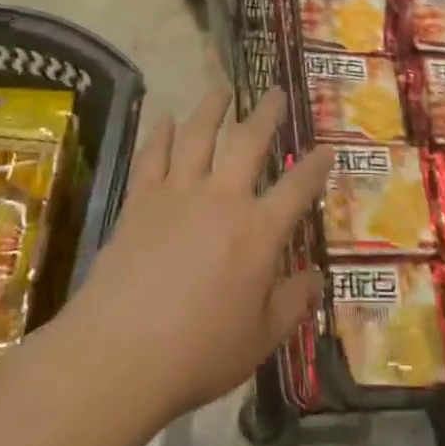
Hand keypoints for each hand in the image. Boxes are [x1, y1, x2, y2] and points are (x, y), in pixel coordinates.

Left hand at [53, 87, 329, 427]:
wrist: (117, 356)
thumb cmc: (197, 354)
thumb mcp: (260, 340)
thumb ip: (292, 304)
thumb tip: (316, 279)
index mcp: (258, 232)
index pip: (297, 187)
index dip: (316, 165)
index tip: (327, 147)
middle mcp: (221, 199)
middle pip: (248, 142)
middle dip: (266, 114)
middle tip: (274, 92)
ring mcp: (176, 194)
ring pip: (197, 136)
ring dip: (212, 109)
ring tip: (221, 90)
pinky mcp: (139, 202)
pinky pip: (152, 156)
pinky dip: (158, 133)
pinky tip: (163, 118)